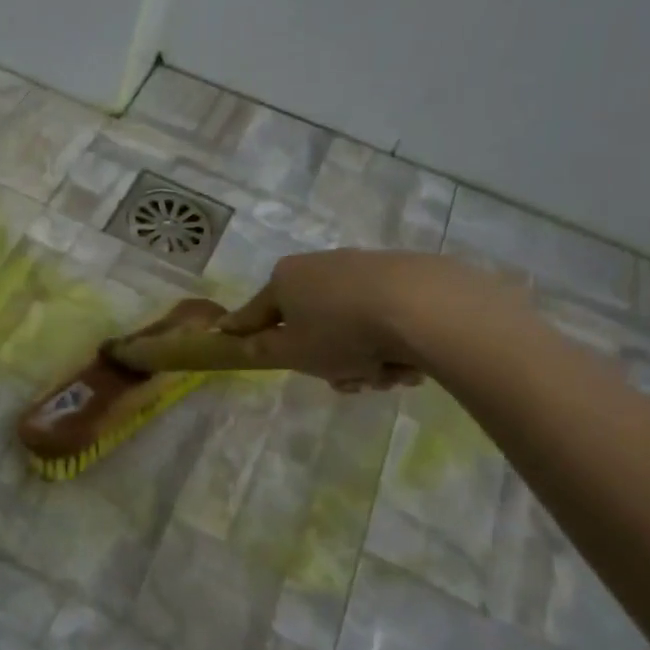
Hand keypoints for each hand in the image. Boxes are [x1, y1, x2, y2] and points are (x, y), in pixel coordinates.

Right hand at [218, 249, 455, 391]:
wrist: (423, 307)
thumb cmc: (341, 332)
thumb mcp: (292, 352)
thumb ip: (262, 350)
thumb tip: (242, 341)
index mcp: (286, 279)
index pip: (255, 311)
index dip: (242, 328)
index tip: (226, 334)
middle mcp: (320, 266)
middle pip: (310, 323)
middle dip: (327, 360)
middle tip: (345, 382)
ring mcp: (363, 268)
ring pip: (350, 326)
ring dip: (363, 359)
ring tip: (385, 376)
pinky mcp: (403, 276)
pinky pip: (383, 319)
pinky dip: (390, 343)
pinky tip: (409, 362)